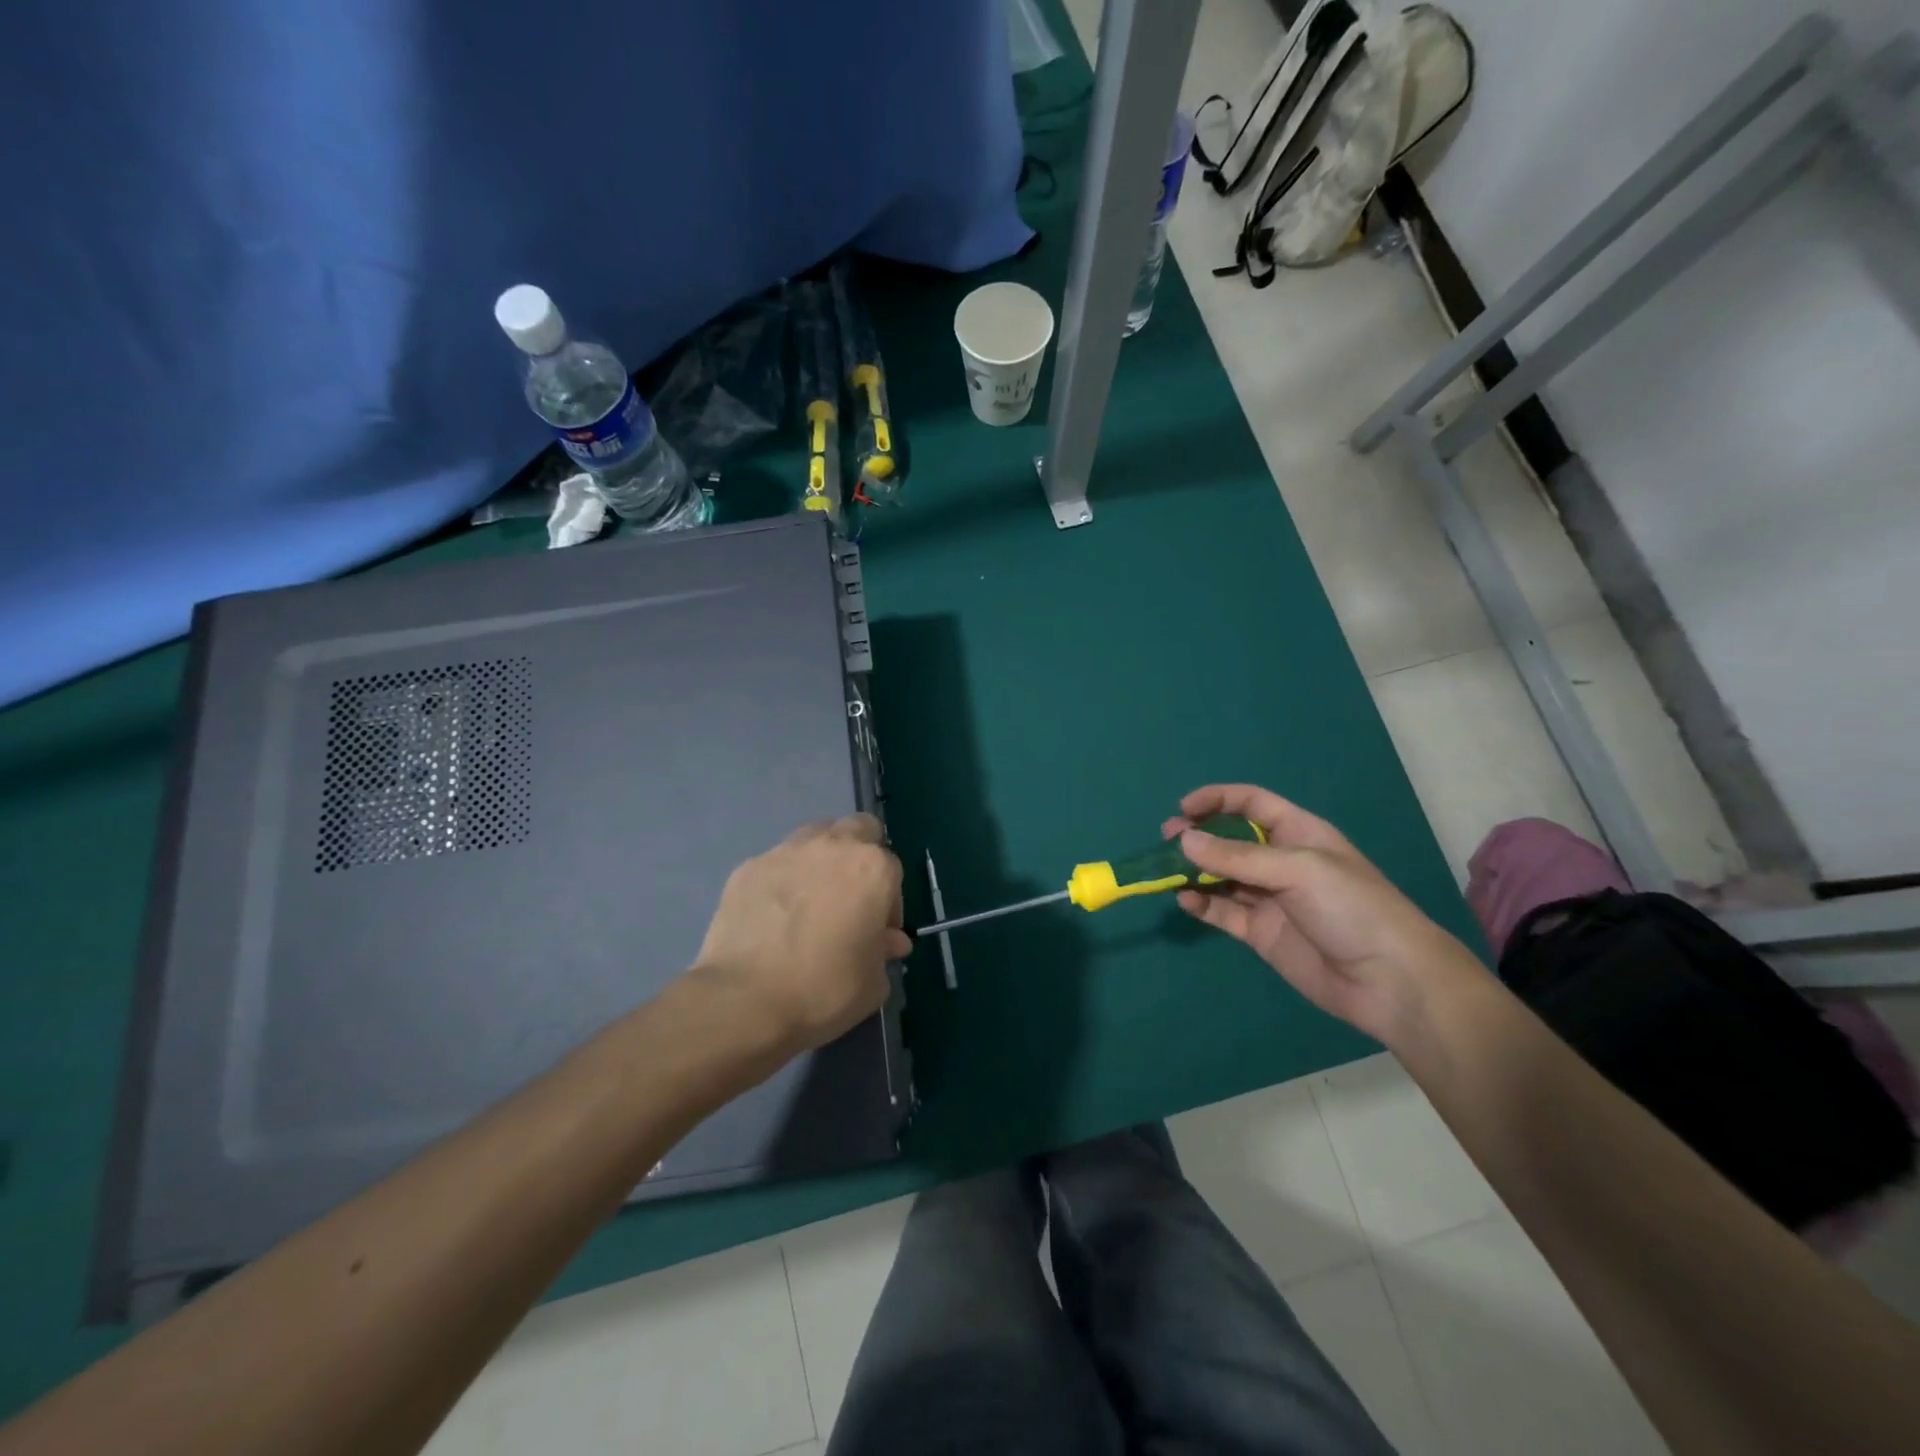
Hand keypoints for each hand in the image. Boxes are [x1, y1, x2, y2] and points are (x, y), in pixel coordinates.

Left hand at [692, 815, 911, 1053]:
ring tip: (811, 901)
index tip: (878, 932)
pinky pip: (776, 863)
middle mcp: (833, 846)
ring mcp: (786, 852)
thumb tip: (888, 941)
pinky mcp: (749, 866)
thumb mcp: (873, 982)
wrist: (745, 998)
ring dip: (821, 860)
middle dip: (860, 855)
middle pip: (858, 829)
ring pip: (815, 837)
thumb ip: (884, 951)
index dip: (889, 903)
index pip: (892, 870)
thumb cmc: (824, 989)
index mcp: (872, 868)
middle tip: (851, 897)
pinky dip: (782, 880)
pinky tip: (774, 916)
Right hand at [1166, 785, 1483, 1043]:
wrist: (1390, 981)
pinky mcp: (1262, 934)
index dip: (1217, 800)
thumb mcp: (1297, 869)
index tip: (1183, 809)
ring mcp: (1270, 899)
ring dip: (1193, 872)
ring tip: (1166, 873)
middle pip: (1230, 840)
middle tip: (1167, 842)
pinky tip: (1185, 902)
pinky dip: (1201, 905)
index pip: (1251, 804)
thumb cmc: (1352, 908)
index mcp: (1299, 833)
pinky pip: (1223, 912)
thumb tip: (1184, 840)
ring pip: (1221, 877)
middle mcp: (1280, 862)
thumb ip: (1237, 856)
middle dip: (1198, 837)